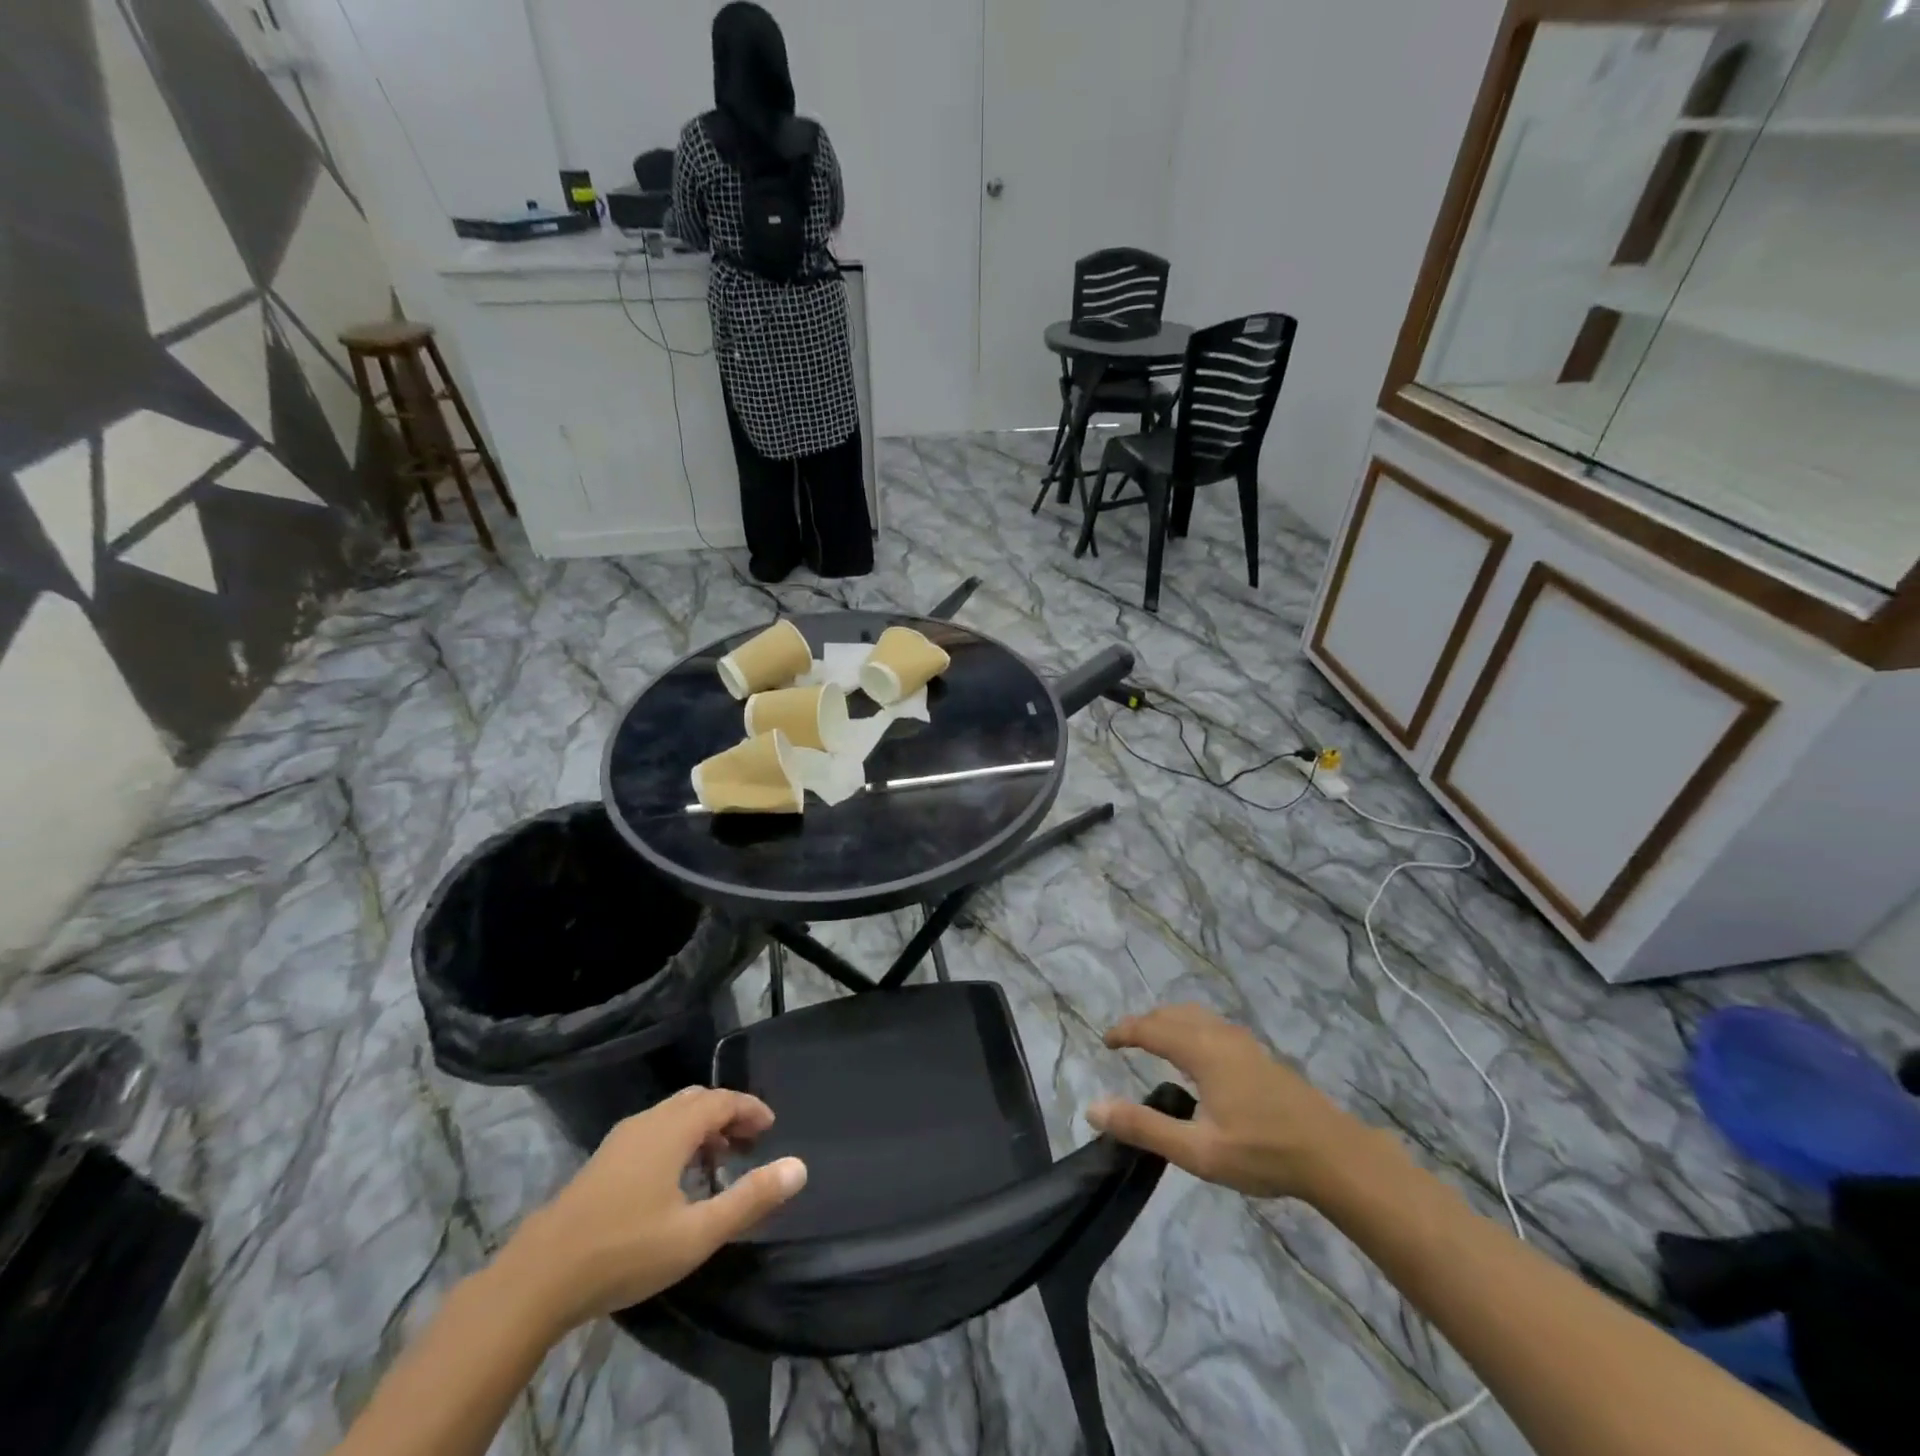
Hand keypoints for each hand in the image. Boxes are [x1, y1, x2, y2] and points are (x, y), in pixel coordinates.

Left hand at [498, 1087, 805, 1333]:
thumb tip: (799, 1167)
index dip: (750, 1109)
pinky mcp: (602, 1161)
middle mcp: (648, 1121)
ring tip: (717, 1164)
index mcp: (673, 1128)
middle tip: (749, 1144)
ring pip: (672, 1115)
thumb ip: (750, 1198)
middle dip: (727, 1115)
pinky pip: (653, 1131)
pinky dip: (677, 1140)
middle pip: (697, 1100)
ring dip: (701, 1128)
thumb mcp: (697, 1233)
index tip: (772, 1127)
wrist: (537, 1279)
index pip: (722, 1100)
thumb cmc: (625, 1250)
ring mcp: (620, 1140)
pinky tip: (675, 1181)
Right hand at [1088, 1004, 1361, 1199]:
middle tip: (1125, 1042)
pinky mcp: (1260, 1055)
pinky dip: (1191, 1027)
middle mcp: (1220, 1035)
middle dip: (1145, 1023)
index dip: (1124, 1031)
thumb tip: (1094, 1108)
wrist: (1333, 1155)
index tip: (1105, 1042)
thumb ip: (1144, 1127)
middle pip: (1173, 1014)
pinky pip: (1213, 1025)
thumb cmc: (1262, 1152)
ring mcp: (1244, 1043)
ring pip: (1196, 1015)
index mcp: (1201, 1050)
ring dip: (1169, 1022)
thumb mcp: (1197, 1150)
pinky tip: (1198, 1056)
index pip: (1150, 1028)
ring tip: (1156, 1042)